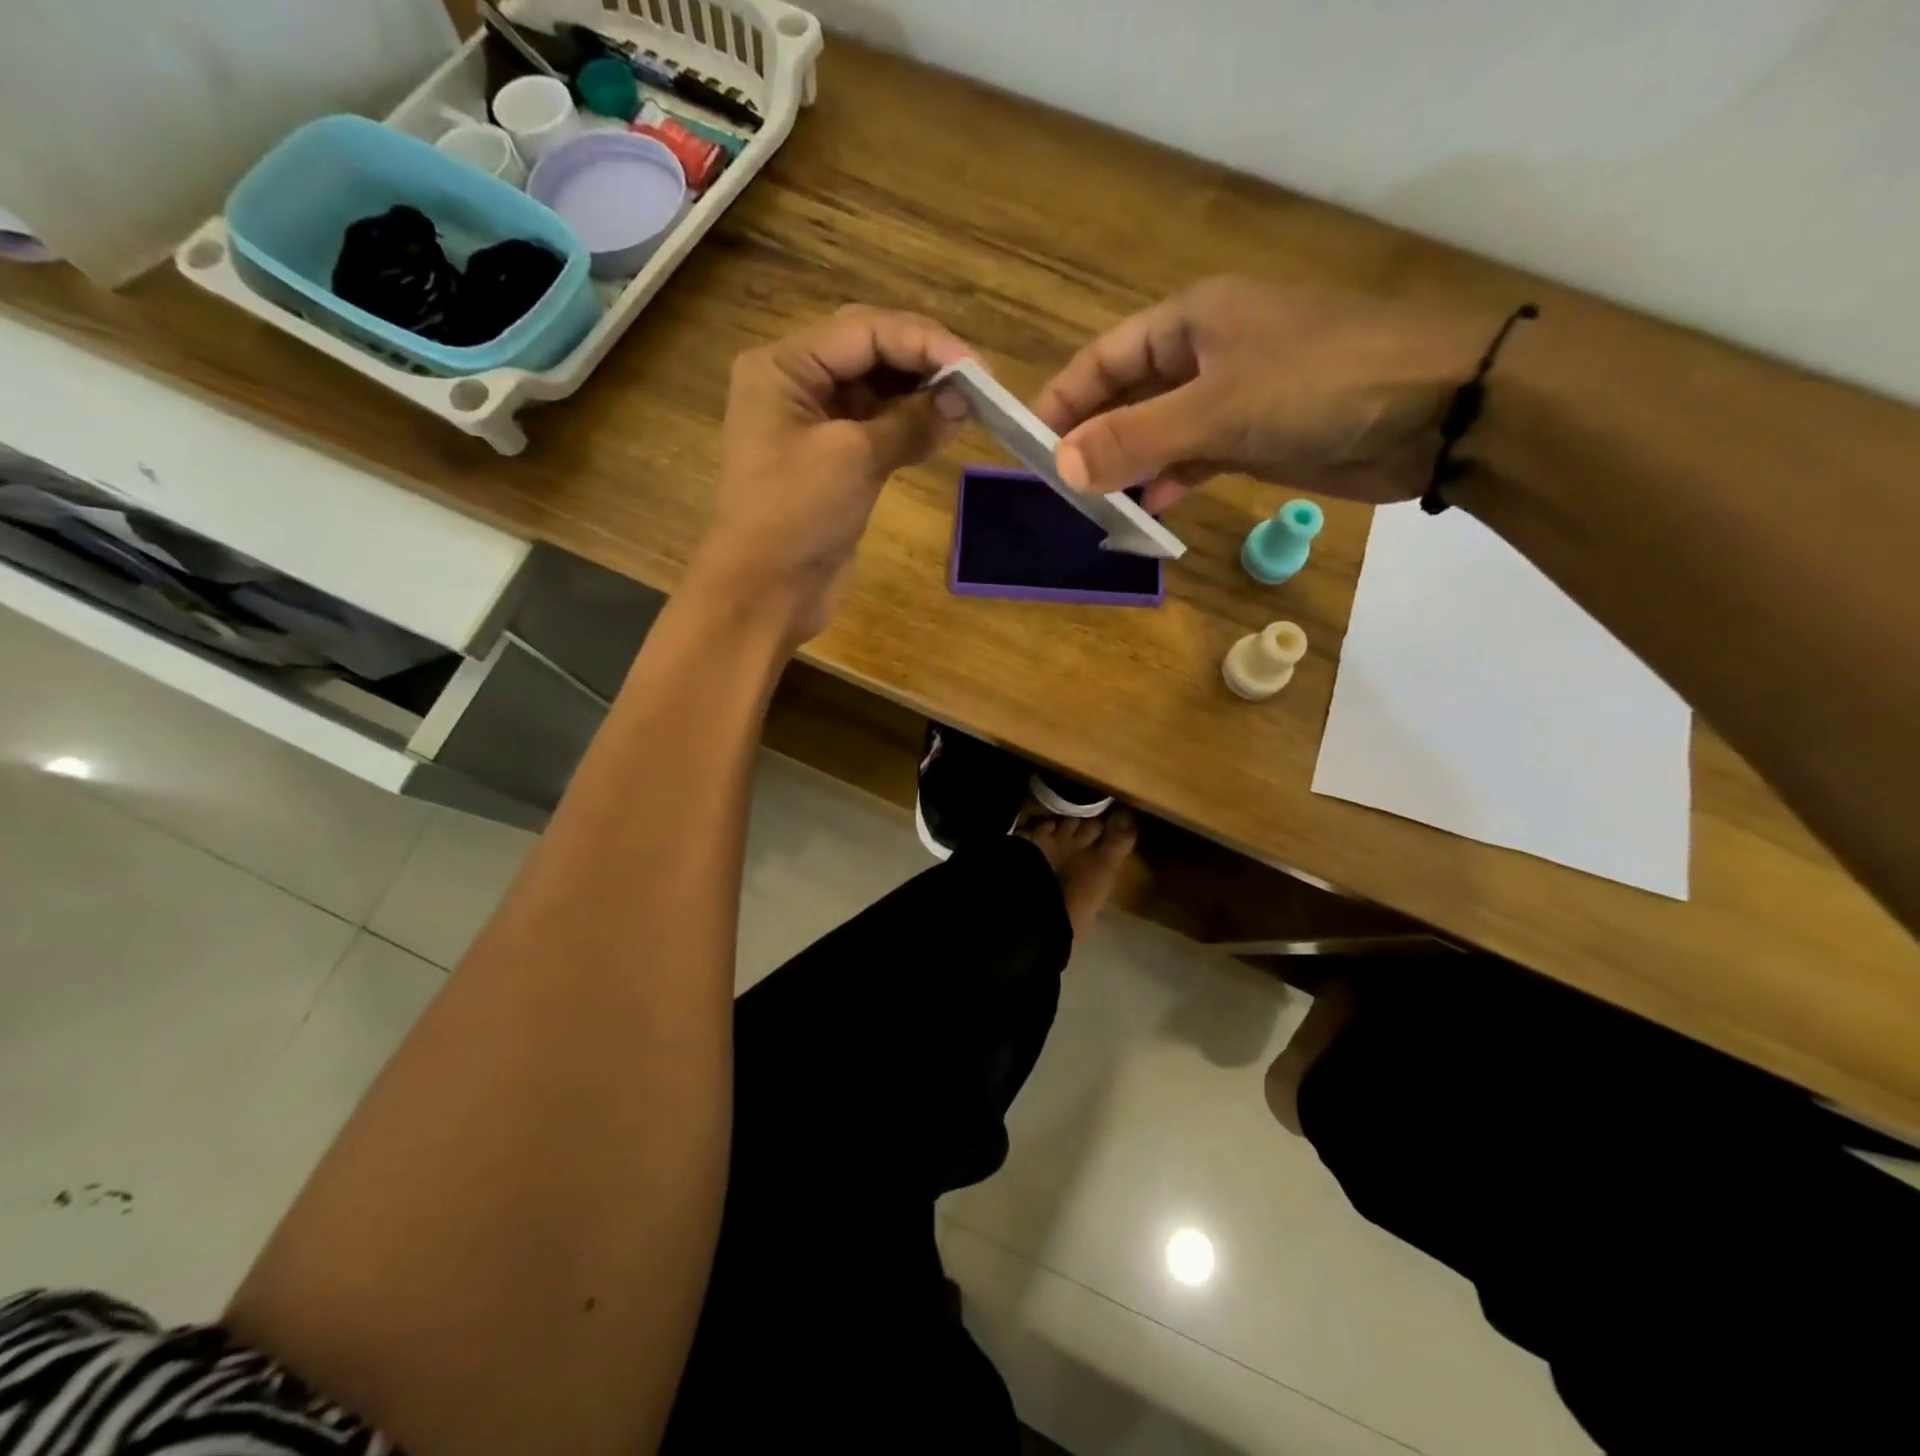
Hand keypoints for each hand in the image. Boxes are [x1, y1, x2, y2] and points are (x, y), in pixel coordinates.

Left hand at [694, 306, 970, 640]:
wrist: (764, 592)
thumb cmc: (796, 515)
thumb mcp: (854, 458)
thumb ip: (909, 421)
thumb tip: (961, 401)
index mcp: (784, 366)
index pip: (864, 330)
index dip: (925, 342)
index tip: (978, 368)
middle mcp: (796, 385)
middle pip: (870, 353)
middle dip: (924, 363)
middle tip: (979, 382)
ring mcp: (813, 426)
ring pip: (877, 392)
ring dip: (921, 396)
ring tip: (969, 406)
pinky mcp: (831, 463)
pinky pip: (876, 429)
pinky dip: (909, 428)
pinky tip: (944, 430)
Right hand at [1031, 276, 1492, 512]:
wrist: (1437, 409)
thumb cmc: (1320, 384)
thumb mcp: (1216, 409)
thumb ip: (1135, 439)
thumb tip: (1061, 467)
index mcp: (1192, 321)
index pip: (1106, 358)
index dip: (1064, 398)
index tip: (1029, 443)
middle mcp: (1207, 353)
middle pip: (1129, 396)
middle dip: (1093, 438)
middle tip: (1057, 484)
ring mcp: (1234, 397)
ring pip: (1161, 433)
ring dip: (1130, 466)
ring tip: (1094, 504)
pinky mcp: (1257, 437)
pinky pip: (1197, 458)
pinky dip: (1173, 481)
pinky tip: (1153, 508)